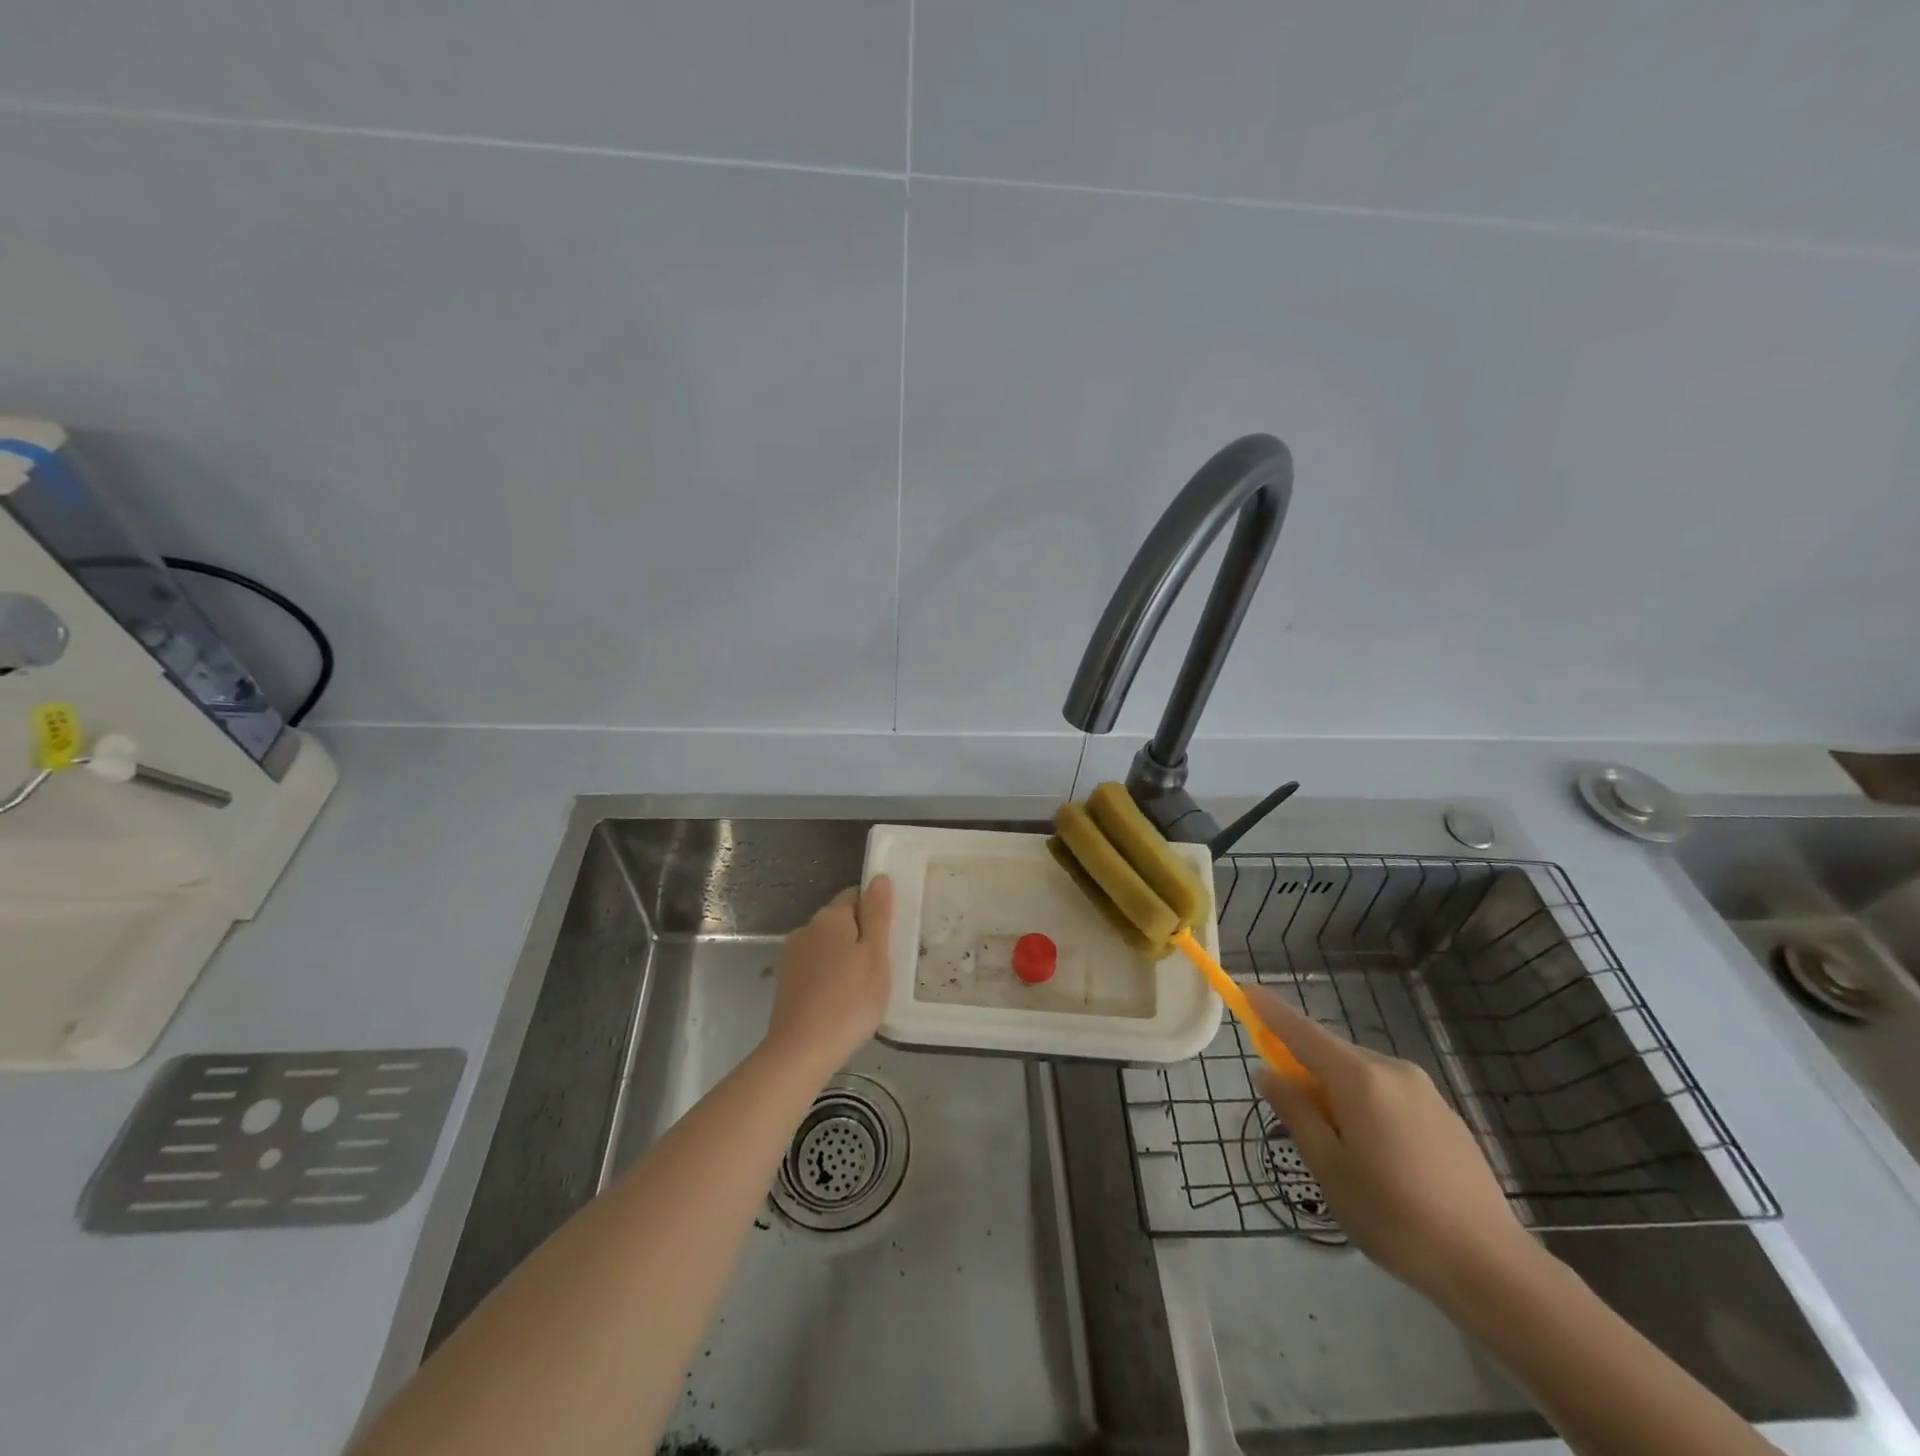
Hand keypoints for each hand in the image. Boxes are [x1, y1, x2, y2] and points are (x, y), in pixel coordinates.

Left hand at [765, 877, 894, 1075]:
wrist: (800, 1051)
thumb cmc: (849, 1000)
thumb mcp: (876, 956)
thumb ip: (878, 915)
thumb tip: (878, 877)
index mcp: (830, 916)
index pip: (856, 896)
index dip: (875, 912)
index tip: (890, 937)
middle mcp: (806, 928)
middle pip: (840, 921)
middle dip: (860, 936)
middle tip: (882, 966)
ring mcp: (792, 956)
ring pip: (827, 946)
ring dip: (844, 958)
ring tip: (863, 987)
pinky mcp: (785, 982)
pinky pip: (815, 968)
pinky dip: (829, 977)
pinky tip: (841, 1001)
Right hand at [1249, 985, 1537, 1304]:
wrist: (1493, 1268)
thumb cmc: (1395, 1217)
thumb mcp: (1329, 1169)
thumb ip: (1295, 1113)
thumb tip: (1268, 1073)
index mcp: (1360, 1079)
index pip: (1301, 1031)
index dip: (1270, 1010)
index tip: (1245, 989)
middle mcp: (1392, 1070)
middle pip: (1332, 1054)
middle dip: (1304, 1070)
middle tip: (1293, 1118)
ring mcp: (1424, 1091)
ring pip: (1360, 1076)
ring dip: (1336, 1094)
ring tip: (1341, 1152)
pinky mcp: (1444, 1115)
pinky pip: (1388, 1094)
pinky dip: (1365, 1107)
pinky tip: (1378, 1159)